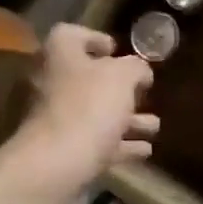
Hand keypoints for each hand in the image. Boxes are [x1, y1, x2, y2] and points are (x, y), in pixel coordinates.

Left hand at [13, 24, 158, 198]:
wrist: (54, 168)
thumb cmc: (88, 108)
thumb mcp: (122, 76)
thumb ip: (135, 67)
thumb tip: (139, 71)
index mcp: (57, 55)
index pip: (70, 35)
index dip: (95, 39)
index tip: (117, 50)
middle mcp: (48, 84)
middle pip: (84, 79)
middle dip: (118, 88)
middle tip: (143, 93)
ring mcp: (52, 122)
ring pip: (93, 115)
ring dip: (125, 120)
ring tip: (154, 126)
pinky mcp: (60, 154)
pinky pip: (94, 145)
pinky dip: (119, 146)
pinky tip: (144, 150)